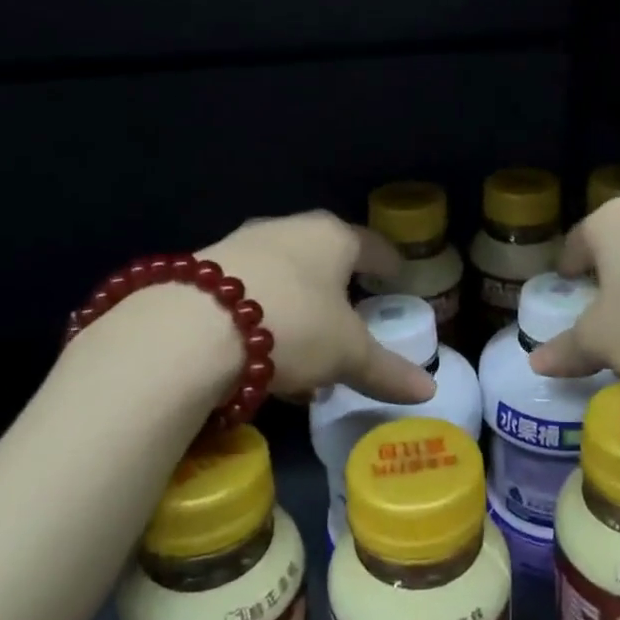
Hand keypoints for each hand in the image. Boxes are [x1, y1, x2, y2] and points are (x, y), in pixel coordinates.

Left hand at [200, 211, 437, 404]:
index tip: (397, 275)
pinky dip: (260, 315)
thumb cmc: (293, 325)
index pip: (371, 245)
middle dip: (338, 289)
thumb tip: (429, 391)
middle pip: (324, 257)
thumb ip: (386, 370)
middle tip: (350, 316)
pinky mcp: (204, 268)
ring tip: (303, 349)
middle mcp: (289, 229)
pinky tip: (257, 352)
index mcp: (332, 237)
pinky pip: (247, 291)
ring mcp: (242, 244)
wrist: (189, 328)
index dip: (388, 263)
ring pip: (283, 275)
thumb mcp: (346, 354)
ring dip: (297, 306)